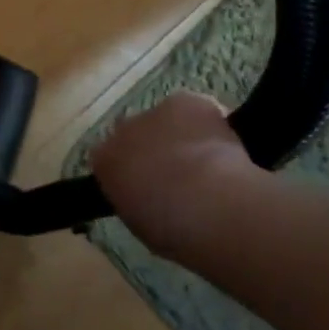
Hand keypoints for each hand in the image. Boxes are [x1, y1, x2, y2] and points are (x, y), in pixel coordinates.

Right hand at [89, 91, 267, 262]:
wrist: (207, 202)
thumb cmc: (170, 227)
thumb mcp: (141, 224)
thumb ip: (136, 201)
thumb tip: (148, 198)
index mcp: (104, 161)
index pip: (108, 159)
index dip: (129, 171)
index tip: (146, 186)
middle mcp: (122, 130)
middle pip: (134, 133)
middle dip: (151, 148)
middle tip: (176, 174)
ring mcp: (155, 111)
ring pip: (165, 120)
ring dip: (179, 134)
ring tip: (206, 162)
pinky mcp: (186, 101)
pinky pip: (194, 109)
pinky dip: (206, 122)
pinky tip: (224, 145)